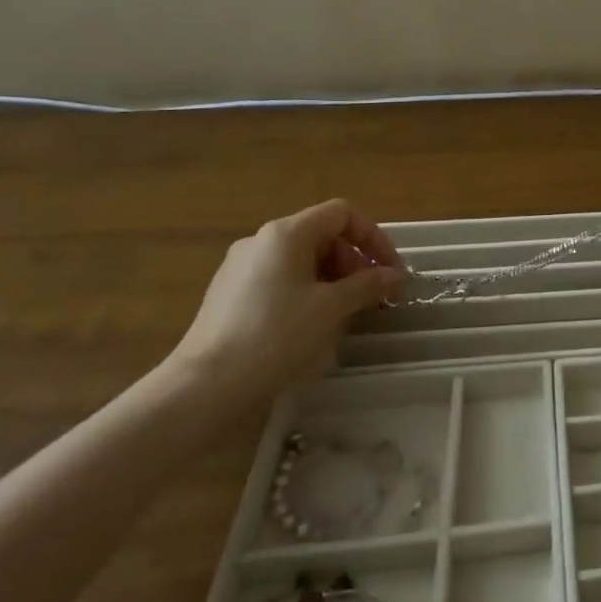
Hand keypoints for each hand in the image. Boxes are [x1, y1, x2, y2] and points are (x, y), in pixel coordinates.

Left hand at [167, 199, 405, 409]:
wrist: (205, 387)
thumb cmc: (275, 336)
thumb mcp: (331, 309)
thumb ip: (367, 285)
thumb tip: (395, 276)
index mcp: (286, 233)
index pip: (342, 214)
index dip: (373, 238)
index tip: (390, 271)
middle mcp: (261, 241)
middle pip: (322, 235)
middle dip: (354, 262)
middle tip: (372, 297)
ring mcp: (241, 268)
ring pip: (301, 260)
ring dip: (333, 280)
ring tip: (346, 314)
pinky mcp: (230, 295)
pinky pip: (280, 280)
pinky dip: (306, 292)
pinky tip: (311, 325)